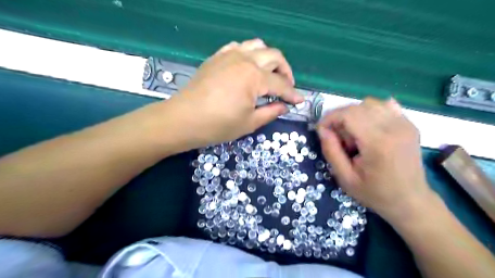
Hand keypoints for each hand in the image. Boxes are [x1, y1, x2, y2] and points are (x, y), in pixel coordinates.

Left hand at [171, 39, 303, 147]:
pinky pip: (239, 47)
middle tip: (287, 87)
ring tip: (270, 74)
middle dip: (286, 71)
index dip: (292, 94)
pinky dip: (249, 53)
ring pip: (258, 46)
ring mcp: (229, 55)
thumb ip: (271, 112)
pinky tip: (248, 66)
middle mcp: (245, 59)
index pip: (281, 84)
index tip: (300, 101)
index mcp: (254, 77)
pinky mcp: (217, 57)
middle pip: (274, 57)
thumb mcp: (249, 123)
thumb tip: (284, 106)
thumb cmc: (218, 125)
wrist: (183, 119)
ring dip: (270, 59)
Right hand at [319, 98, 433, 222]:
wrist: (411, 201)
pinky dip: (370, 112)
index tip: (321, 130)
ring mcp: (405, 123)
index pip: (348, 114)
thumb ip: (331, 151)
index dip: (330, 118)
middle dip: (340, 118)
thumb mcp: (345, 178)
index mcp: (378, 143)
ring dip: (354, 115)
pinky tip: (368, 128)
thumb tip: (322, 130)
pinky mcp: (409, 124)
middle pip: (357, 107)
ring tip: (354, 135)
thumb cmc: (375, 193)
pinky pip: (384, 106)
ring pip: (370, 103)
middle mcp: (394, 127)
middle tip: (338, 139)